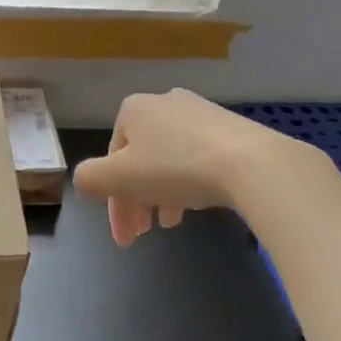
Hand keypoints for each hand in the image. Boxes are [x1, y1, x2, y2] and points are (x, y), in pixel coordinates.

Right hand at [73, 89, 291, 244]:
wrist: (254, 164)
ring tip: (172, 223)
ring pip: (168, 158)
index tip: (126, 238)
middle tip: (145, 234)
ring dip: (162, 193)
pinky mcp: (231, 127)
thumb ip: (89, 179)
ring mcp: (201, 112)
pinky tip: (199, 201)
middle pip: (139, 158)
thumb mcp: (119, 177)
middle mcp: (164, 102)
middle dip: (137, 199)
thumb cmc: (176, 167)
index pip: (111, 159)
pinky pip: (198, 156)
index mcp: (133, 109)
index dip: (112, 202)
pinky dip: (190, 181)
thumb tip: (86, 181)